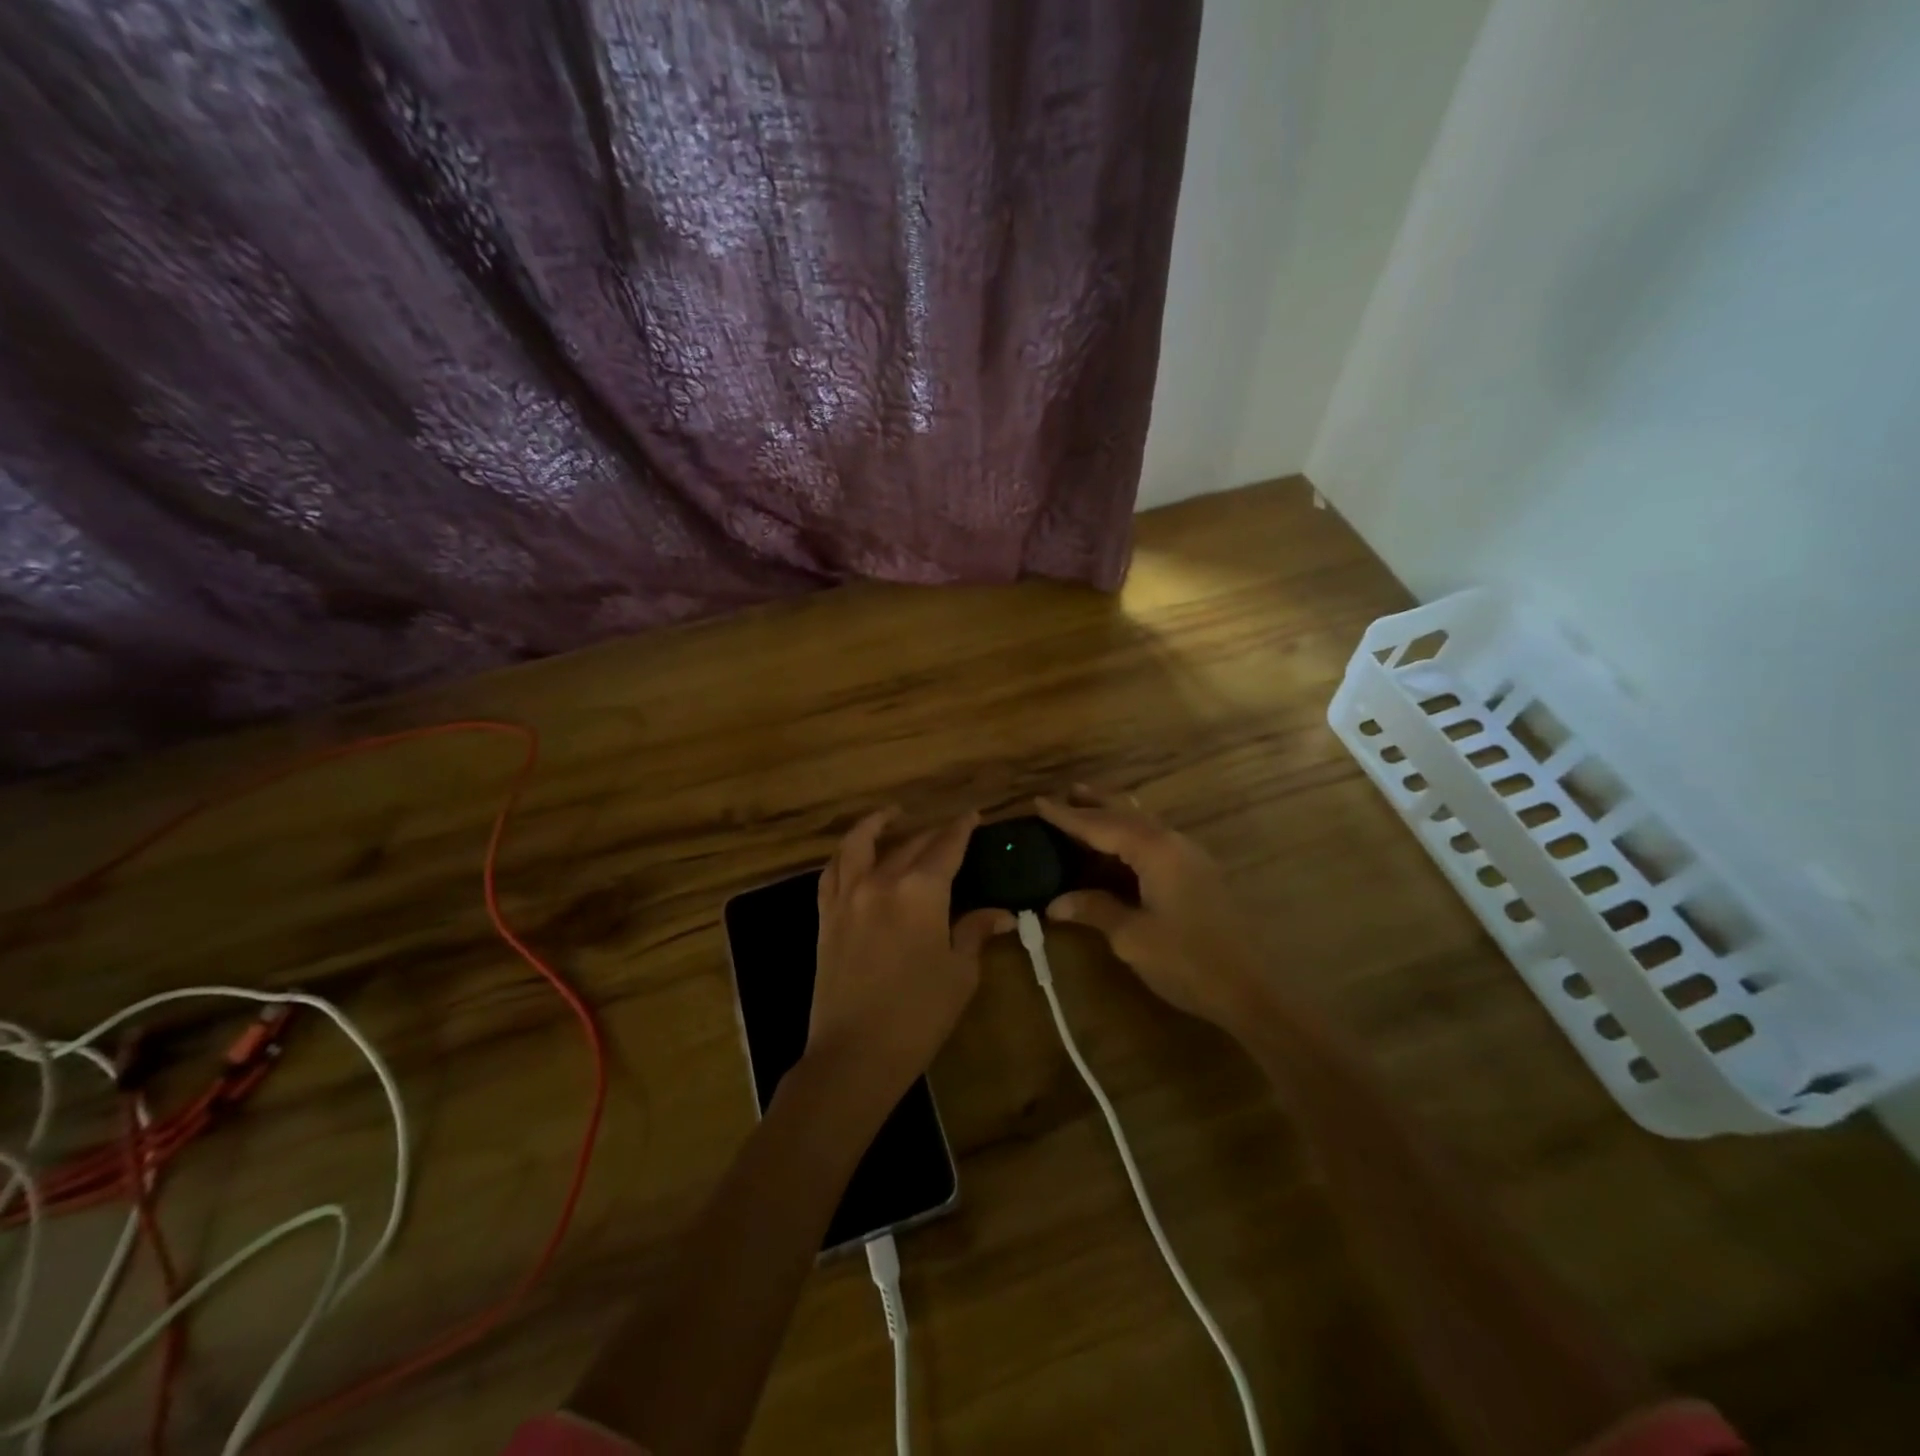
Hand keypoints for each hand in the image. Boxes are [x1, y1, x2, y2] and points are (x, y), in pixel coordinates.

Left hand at [810, 808, 1013, 1099]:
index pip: (946, 846)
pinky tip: (853, 853)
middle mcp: (882, 880)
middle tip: (950, 831)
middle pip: (910, 844)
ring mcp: (848, 896)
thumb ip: (974, 932)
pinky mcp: (826, 916)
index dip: (962, 829)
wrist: (855, 1053)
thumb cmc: (918, 1015)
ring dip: (877, 824)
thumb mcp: (959, 973)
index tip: (973, 816)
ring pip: (859, 844)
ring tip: (891, 815)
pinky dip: (844, 854)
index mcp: (921, 891)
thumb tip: (1002, 914)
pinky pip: (832, 872)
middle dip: (933, 833)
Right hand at [1037, 787, 1270, 1033]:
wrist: (1251, 990)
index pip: (1101, 825)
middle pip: (1128, 812)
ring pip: (1145, 823)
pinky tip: (1121, 845)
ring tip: (1089, 807)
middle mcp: (1174, 843)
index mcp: (1155, 850)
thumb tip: (1054, 903)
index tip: (1039, 802)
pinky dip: (1131, 834)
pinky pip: (1157, 839)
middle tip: (1065, 792)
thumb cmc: (1187, 961)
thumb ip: (1094, 910)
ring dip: (1116, 814)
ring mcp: (1191, 857)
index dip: (1067, 816)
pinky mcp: (1199, 874)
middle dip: (1095, 803)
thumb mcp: (1132, 938)